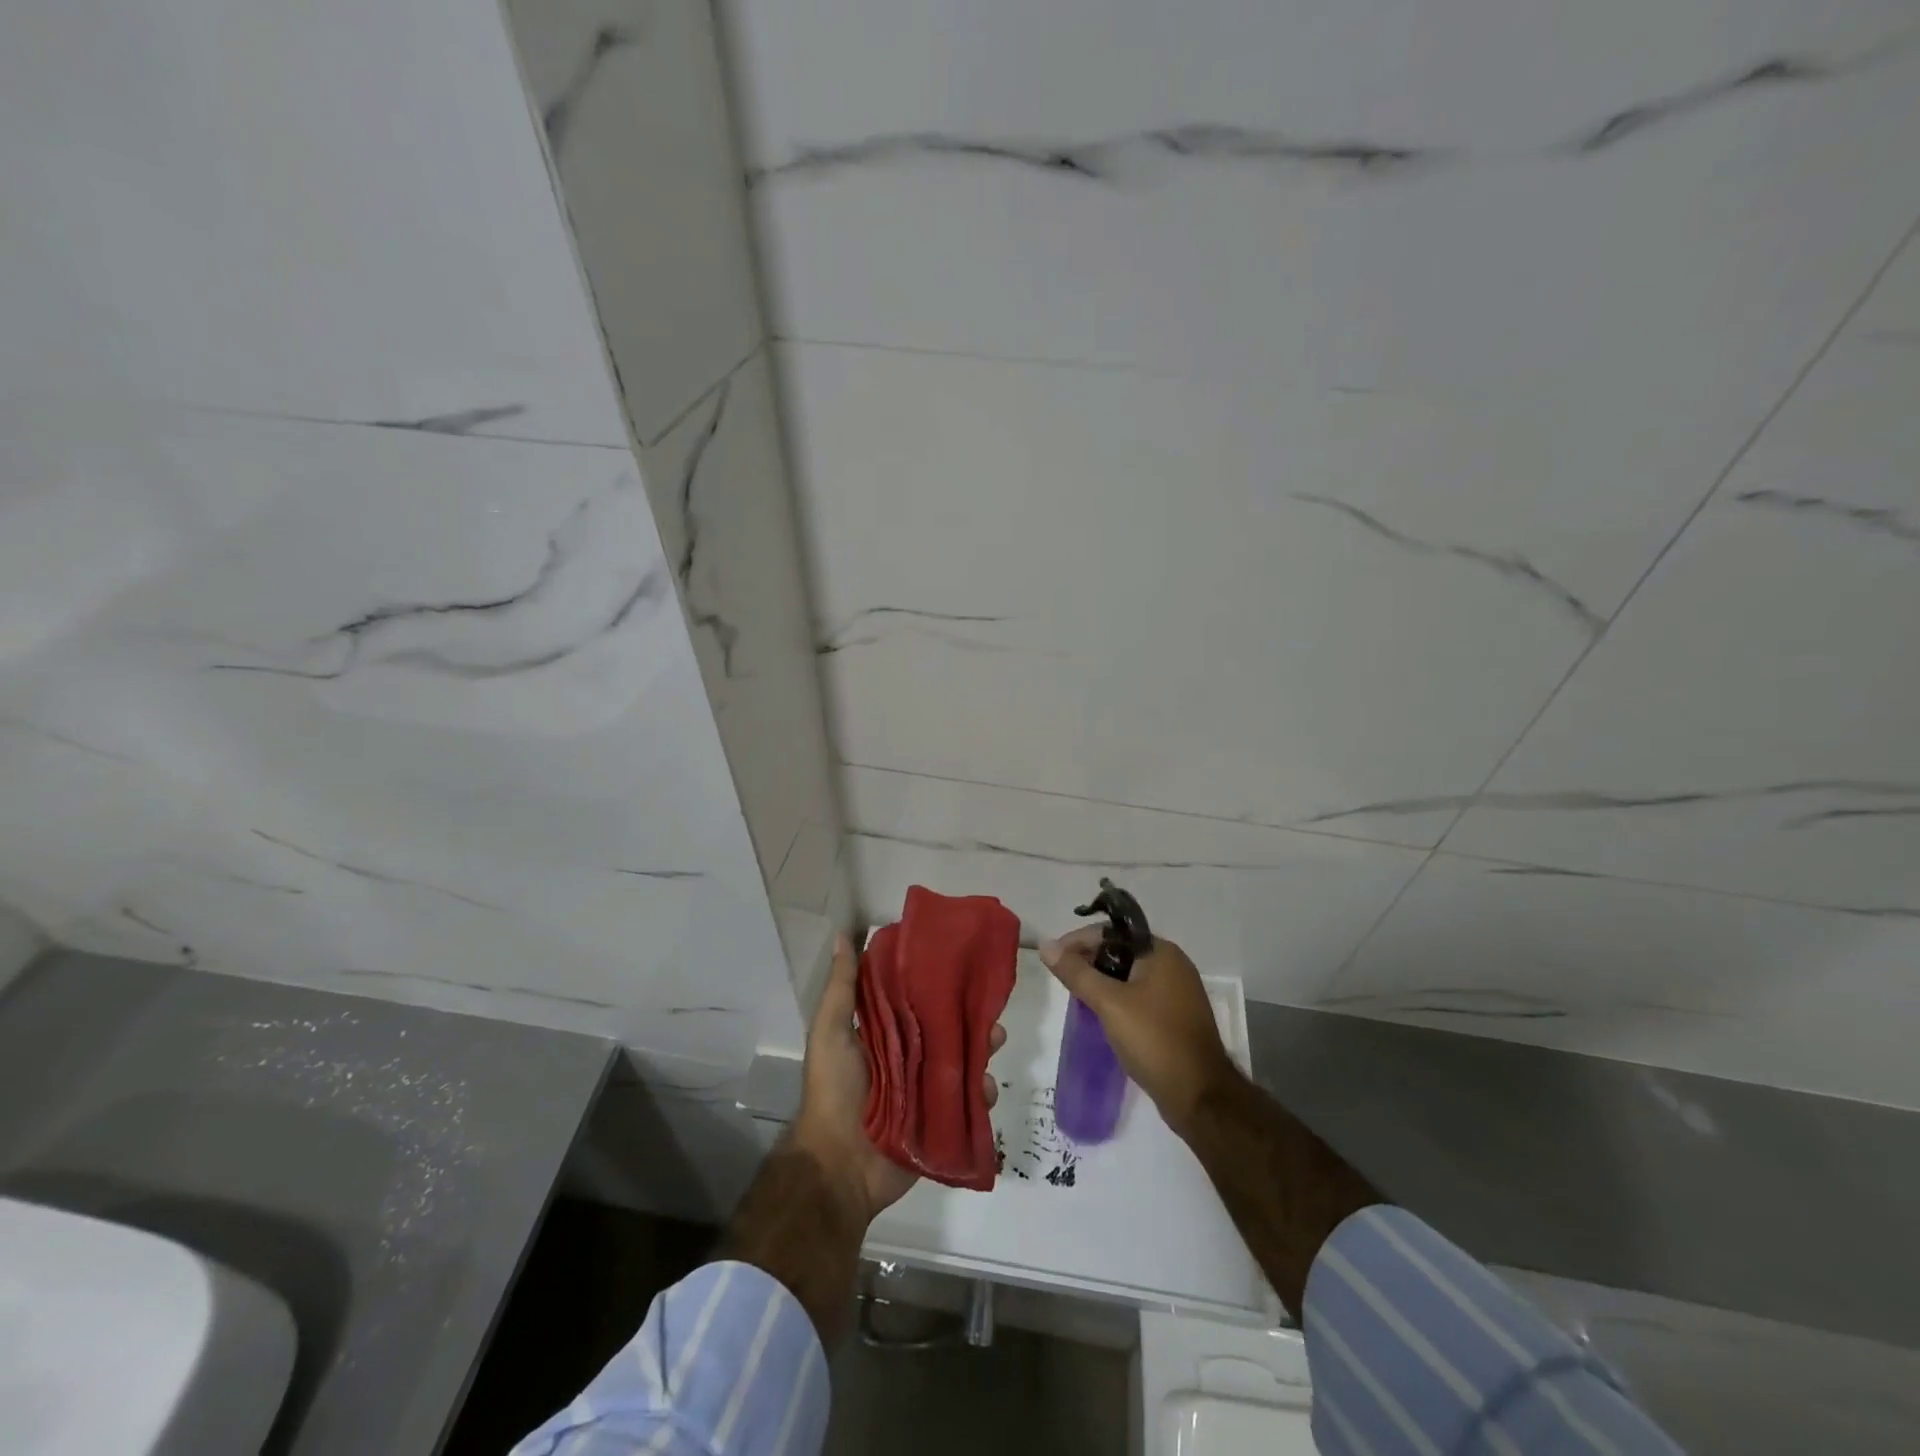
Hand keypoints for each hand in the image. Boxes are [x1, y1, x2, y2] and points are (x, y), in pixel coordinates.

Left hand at [790, 931, 1003, 1223]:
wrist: (840, 1166)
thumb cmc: (834, 1091)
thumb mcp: (830, 1032)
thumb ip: (841, 988)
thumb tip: (843, 935)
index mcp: (882, 1034)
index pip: (913, 999)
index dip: (934, 981)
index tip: (958, 959)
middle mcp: (906, 1058)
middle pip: (944, 1030)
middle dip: (968, 1016)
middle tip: (988, 1003)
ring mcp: (925, 1091)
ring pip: (962, 1063)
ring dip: (982, 1050)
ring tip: (997, 1040)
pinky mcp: (940, 1122)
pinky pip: (968, 1103)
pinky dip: (982, 1094)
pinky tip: (988, 1088)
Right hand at [1040, 927, 1236, 1135]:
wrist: (1199, 1096)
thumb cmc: (1154, 1039)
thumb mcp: (1109, 1002)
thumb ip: (1076, 972)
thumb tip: (1046, 946)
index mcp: (1161, 952)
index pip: (1111, 932)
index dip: (1079, 941)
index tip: (1054, 958)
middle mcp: (1173, 965)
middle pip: (1121, 951)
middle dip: (1090, 961)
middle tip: (1064, 979)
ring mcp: (1178, 993)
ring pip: (1129, 976)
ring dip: (1102, 982)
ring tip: (1077, 996)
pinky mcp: (1176, 1018)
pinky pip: (1140, 996)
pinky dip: (1118, 1000)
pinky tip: (1101, 1015)